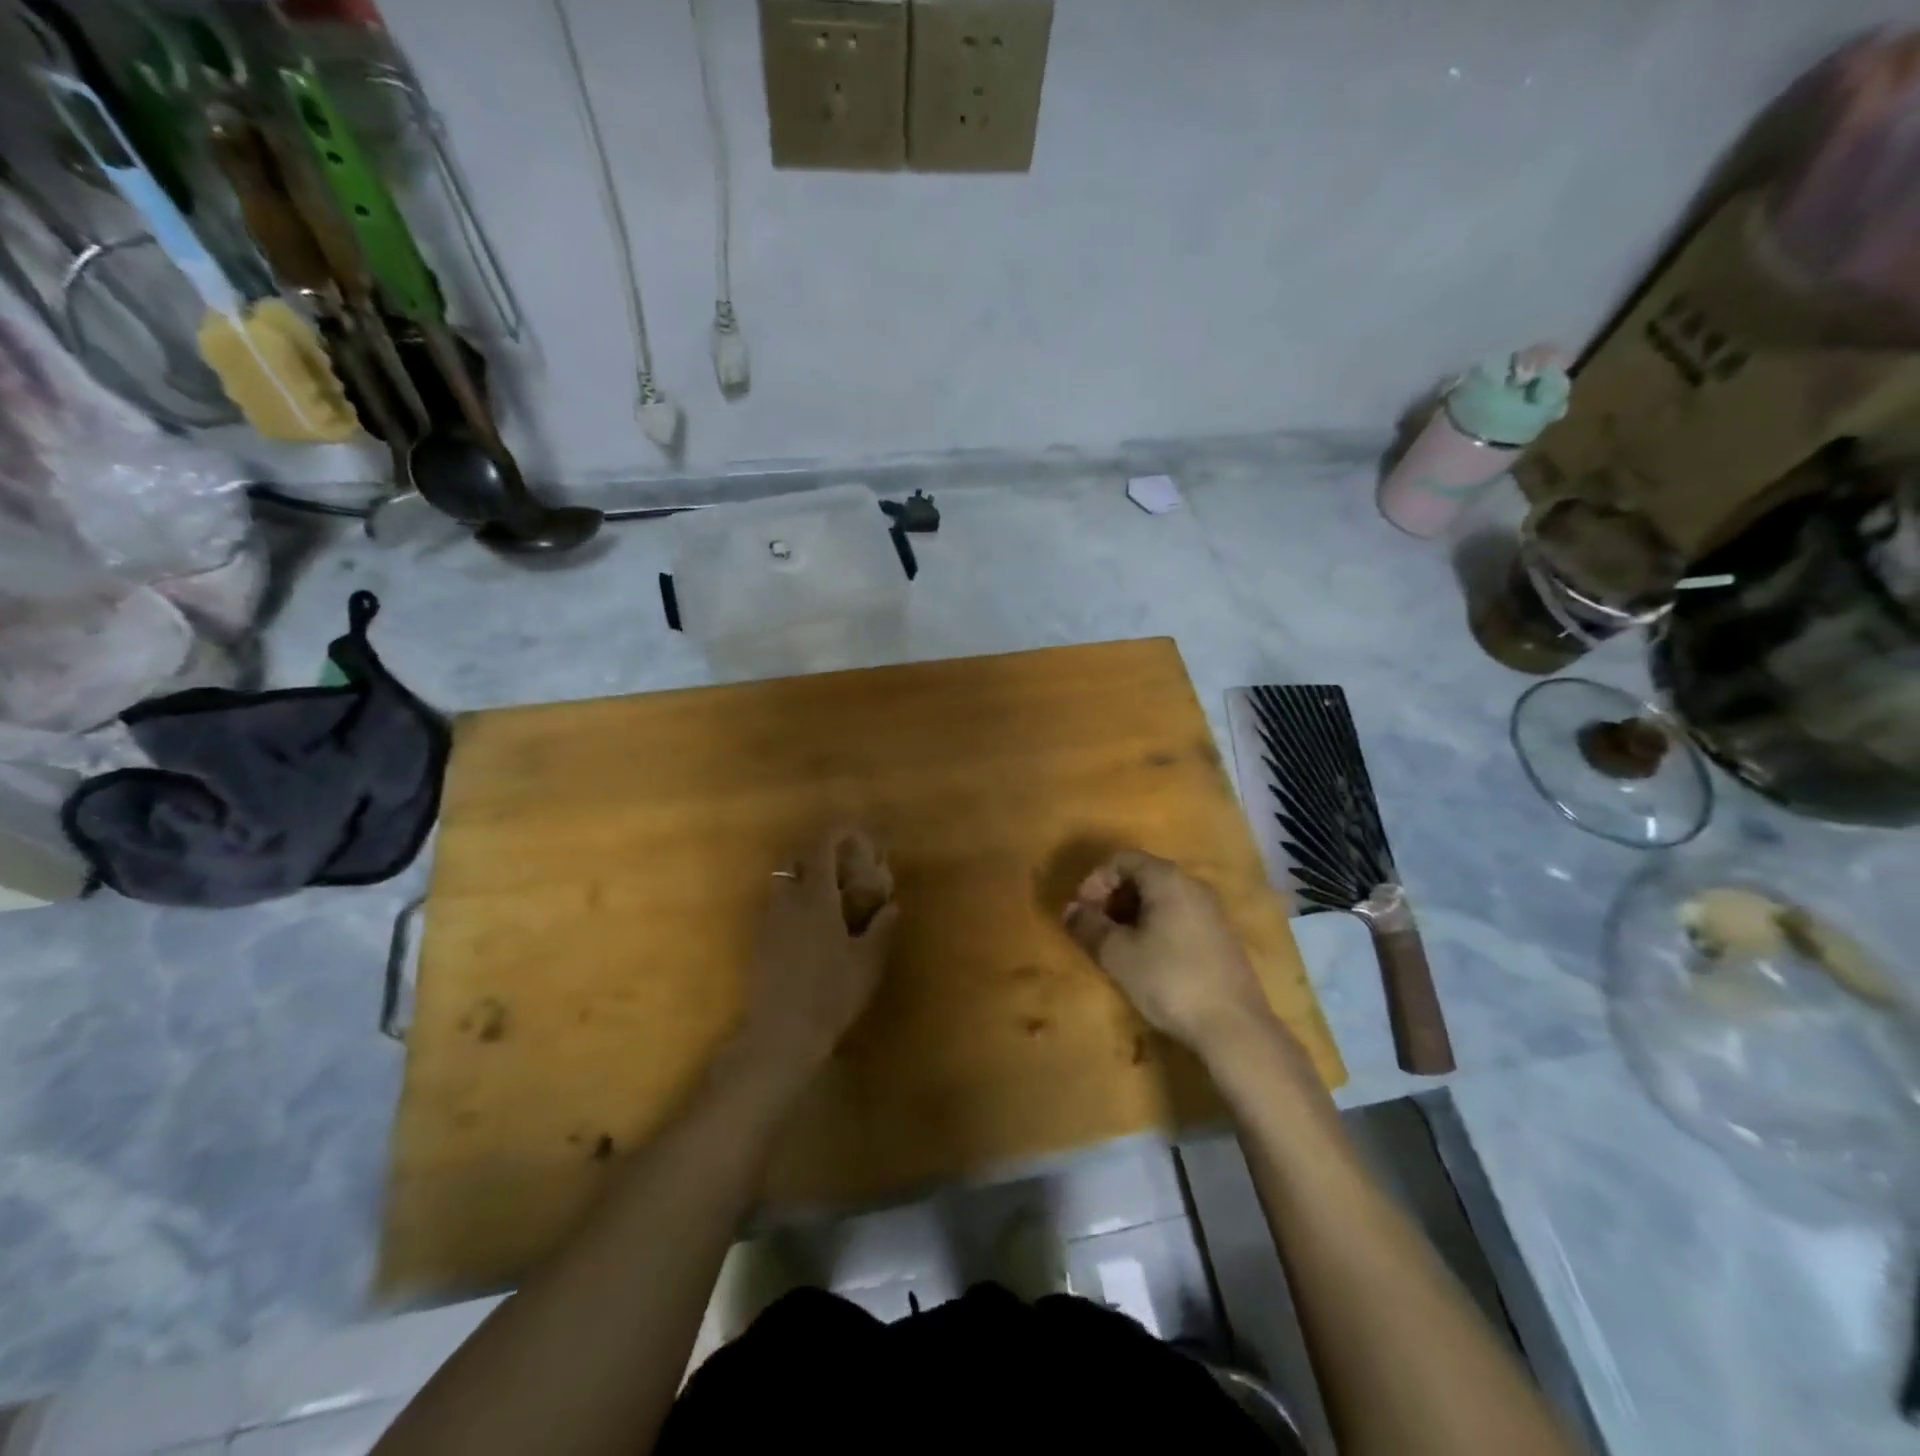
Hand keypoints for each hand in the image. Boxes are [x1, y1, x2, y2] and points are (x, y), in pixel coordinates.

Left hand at [735, 826, 898, 1080]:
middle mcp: (787, 901)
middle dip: (816, 854)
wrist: (781, 1033)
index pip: (822, 848)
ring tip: (828, 899)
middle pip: (794, 860)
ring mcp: (768, 921)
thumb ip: (880, 928)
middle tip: (841, 867)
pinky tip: (811, 929)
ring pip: (782, 884)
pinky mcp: (759, 942)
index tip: (855, 834)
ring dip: (803, 880)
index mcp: (815, 898)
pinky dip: (793, 903)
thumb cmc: (831, 994)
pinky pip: (776, 907)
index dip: (838, 834)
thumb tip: (890, 905)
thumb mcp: (867, 962)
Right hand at [1064, 850, 1274, 1058]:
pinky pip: (1178, 916)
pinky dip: (1154, 927)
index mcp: (1168, 879)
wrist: (1234, 1027)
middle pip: (1142, 876)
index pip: (1122, 859)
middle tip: (1095, 929)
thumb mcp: (1118, 954)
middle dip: (1112, 898)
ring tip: (1117, 947)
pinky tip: (1147, 959)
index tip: (1081, 912)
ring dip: (1131, 915)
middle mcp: (1193, 885)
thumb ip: (1089, 926)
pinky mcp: (1221, 937)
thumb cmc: (1169, 980)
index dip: (1094, 881)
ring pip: (1160, 898)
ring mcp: (1211, 911)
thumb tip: (1070, 910)